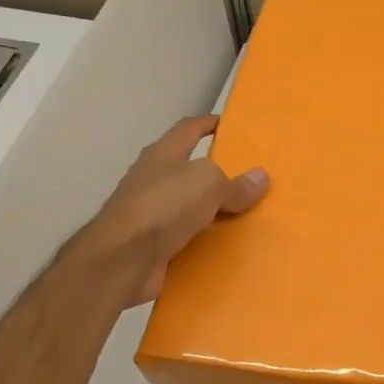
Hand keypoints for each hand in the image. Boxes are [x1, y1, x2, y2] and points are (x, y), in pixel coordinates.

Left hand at [77, 115, 268, 304]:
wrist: (122, 260)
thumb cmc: (163, 206)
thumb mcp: (208, 184)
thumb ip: (235, 183)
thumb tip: (261, 177)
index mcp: (163, 154)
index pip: (189, 129)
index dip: (209, 123)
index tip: (231, 125)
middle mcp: (153, 179)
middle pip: (189, 169)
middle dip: (216, 172)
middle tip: (249, 176)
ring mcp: (149, 213)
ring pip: (189, 206)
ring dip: (212, 209)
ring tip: (246, 213)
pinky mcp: (151, 245)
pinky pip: (186, 237)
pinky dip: (204, 240)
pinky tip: (227, 245)